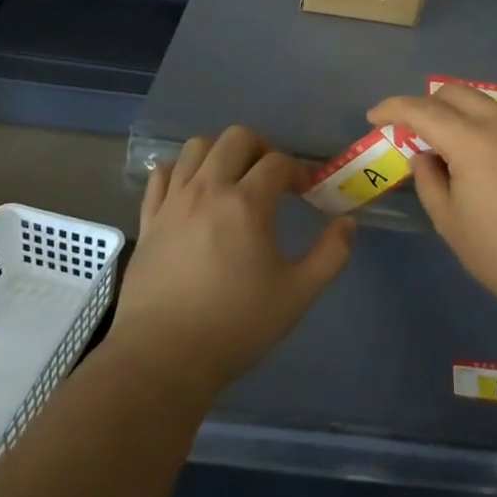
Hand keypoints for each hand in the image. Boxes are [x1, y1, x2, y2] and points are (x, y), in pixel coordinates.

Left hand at [111, 125, 353, 395]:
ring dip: (221, 152)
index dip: (297, 170)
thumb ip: (330, 255)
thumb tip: (348, 224)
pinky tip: (193, 192)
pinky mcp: (149, 219)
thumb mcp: (297, 294)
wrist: (163, 358)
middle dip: (261, 148)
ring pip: (196, 147)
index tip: (304, 191)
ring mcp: (173, 201)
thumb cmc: (235, 325)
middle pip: (236, 138)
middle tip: (271, 178)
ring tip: (233, 179)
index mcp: (246, 203)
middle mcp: (208, 189)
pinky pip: (162, 174)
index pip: (277, 162)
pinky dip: (181, 171)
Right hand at [368, 87, 496, 321]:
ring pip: (480, 103)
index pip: (423, 109)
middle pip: (454, 94)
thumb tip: (424, 156)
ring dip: (452, 111)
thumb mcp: (450, 221)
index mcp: (472, 140)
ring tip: (437, 144)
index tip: (374, 117)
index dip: (393, 108)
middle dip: (425, 103)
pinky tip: (469, 157)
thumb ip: (429, 181)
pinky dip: (475, 125)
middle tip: (407, 129)